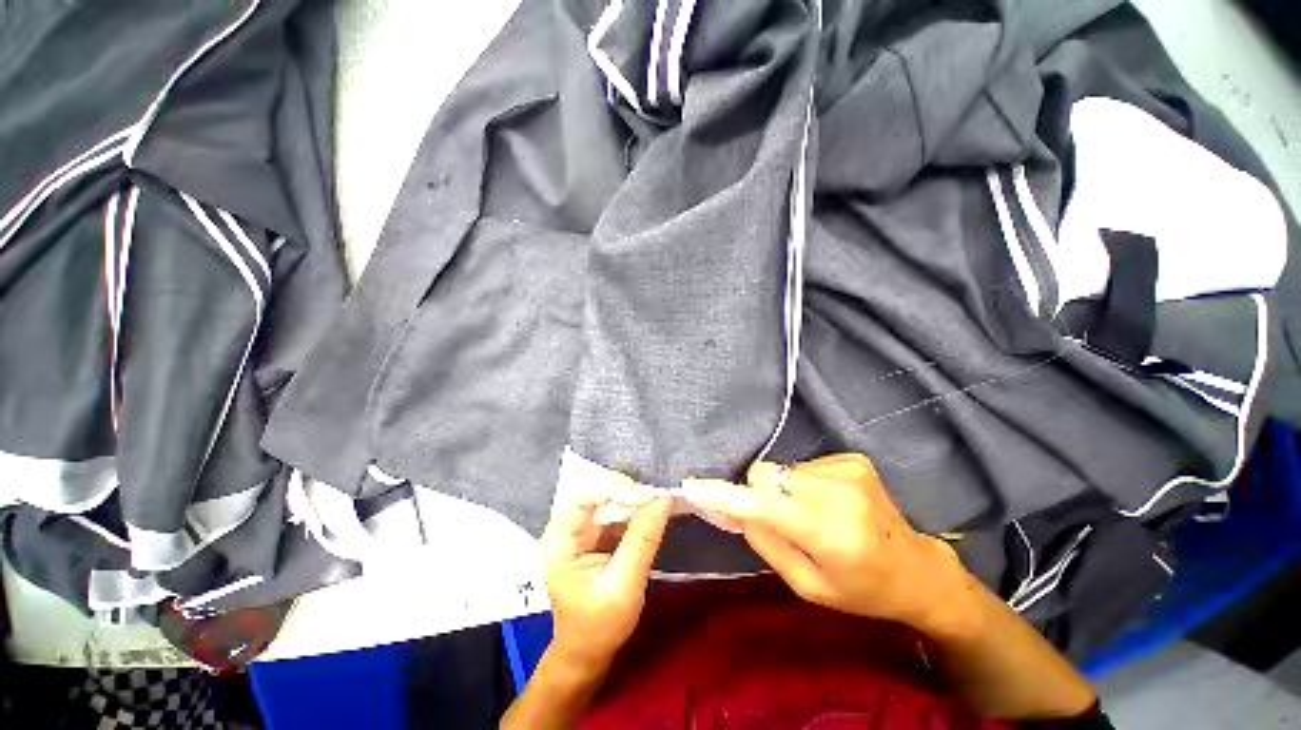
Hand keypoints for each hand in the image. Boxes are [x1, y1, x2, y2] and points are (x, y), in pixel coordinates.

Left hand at [540, 494, 672, 673]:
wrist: (589, 654)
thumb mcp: (623, 586)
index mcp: (561, 539)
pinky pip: (619, 515)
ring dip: (636, 500)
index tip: (646, 491)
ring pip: (611, 502)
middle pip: (599, 495)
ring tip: (662, 496)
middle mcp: (570, 528)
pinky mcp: (599, 537)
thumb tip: (663, 499)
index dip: (614, 488)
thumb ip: (642, 541)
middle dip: (629, 492)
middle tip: (660, 492)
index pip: (585, 497)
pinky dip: (637, 512)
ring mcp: (585, 532)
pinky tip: (655, 510)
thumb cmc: (598, 626)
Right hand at [682, 453, 967, 632]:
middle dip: (760, 493)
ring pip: (782, 469)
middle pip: (767, 475)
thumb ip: (767, 543)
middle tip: (778, 519)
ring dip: (784, 489)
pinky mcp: (853, 458)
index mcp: (830, 533)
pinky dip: (803, 483)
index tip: (694, 486)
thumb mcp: (808, 585)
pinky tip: (828, 502)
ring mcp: (848, 468)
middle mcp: (839, 492)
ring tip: (811, 514)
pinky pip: (803, 465)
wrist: (918, 569)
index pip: (764, 505)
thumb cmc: (861, 590)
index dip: (726, 495)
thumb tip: (735, 509)